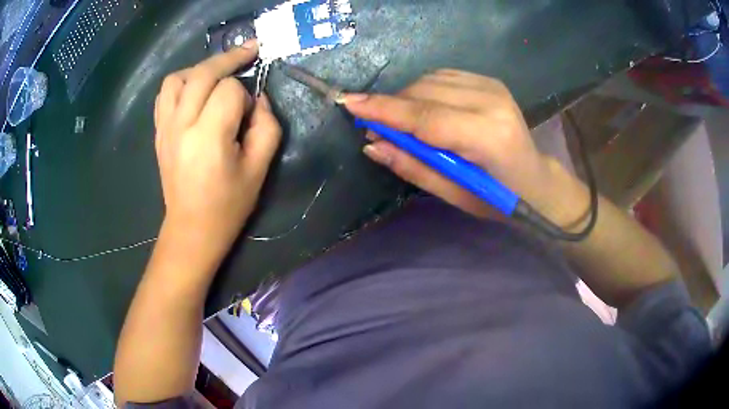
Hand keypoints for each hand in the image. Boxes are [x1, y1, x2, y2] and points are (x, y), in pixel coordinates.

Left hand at [154, 42, 281, 257]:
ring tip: (216, 74)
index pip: (229, 90)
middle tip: (249, 52)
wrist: (192, 229)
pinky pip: (164, 94)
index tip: (250, 114)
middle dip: (229, 58)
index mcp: (208, 136)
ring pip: (178, 78)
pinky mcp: (159, 132)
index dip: (245, 95)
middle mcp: (181, 125)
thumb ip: (267, 127)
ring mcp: (165, 127)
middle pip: (203, 73)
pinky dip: (181, 83)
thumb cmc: (228, 205)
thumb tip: (258, 98)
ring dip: (200, 68)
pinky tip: (194, 90)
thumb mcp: (259, 169)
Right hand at [345, 69, 585, 225]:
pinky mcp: (491, 81)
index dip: (384, 109)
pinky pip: (443, 77)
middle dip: (393, 106)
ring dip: (407, 98)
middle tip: (377, 128)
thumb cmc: (498, 199)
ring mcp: (493, 87)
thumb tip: (372, 145)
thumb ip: (413, 167)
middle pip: (424, 93)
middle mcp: (491, 102)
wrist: (537, 181)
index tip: (349, 104)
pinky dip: (425, 90)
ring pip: (430, 80)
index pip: (425, 116)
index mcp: (487, 137)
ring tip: (404, 123)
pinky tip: (426, 109)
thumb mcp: (455, 195)